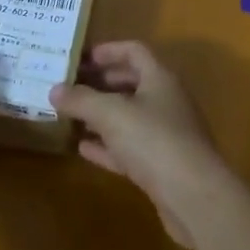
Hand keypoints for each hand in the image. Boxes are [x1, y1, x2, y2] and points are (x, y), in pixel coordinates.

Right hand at [51, 42, 236, 249]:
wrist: (195, 198)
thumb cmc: (154, 141)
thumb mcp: (111, 114)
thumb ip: (81, 100)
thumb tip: (54, 89)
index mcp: (160, 78)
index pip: (133, 52)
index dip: (107, 51)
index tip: (79, 58)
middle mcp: (166, 101)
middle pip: (131, 83)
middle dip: (100, 83)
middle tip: (69, 87)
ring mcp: (166, 135)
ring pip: (129, 117)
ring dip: (101, 116)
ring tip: (70, 116)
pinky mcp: (161, 166)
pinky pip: (129, 148)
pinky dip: (107, 146)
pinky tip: (83, 148)